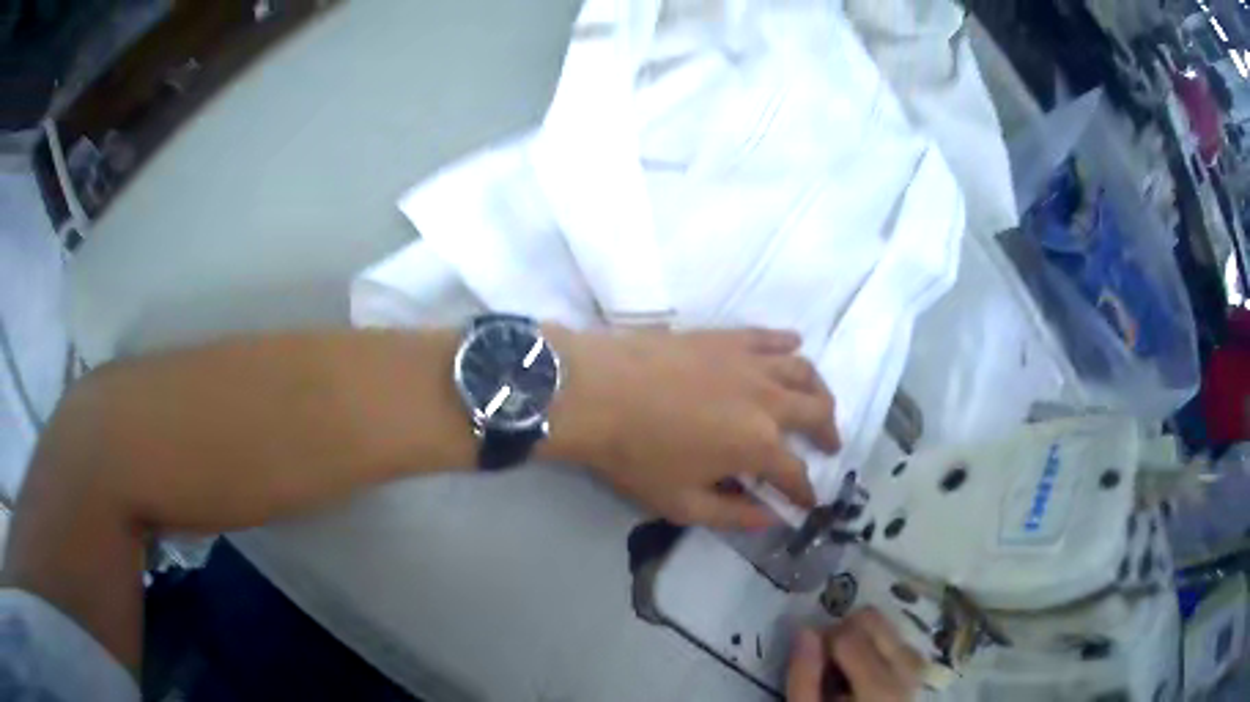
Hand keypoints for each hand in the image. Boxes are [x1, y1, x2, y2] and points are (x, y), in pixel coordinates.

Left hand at [545, 327, 837, 529]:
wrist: (593, 391)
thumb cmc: (635, 454)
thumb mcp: (681, 503)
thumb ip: (732, 515)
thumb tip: (771, 519)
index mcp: (759, 445)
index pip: (796, 473)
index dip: (806, 491)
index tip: (809, 500)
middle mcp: (768, 399)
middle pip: (816, 412)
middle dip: (828, 433)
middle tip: (828, 445)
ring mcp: (749, 362)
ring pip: (803, 370)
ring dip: (818, 389)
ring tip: (817, 402)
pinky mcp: (726, 337)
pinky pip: (770, 336)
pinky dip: (789, 342)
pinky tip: (794, 346)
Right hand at [786, 609, 925, 701]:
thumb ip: (804, 677)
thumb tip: (804, 629)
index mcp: (880, 686)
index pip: (848, 634)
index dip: (820, 640)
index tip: (809, 660)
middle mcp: (907, 669)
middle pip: (873, 619)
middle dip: (842, 631)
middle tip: (825, 662)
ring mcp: (917, 668)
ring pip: (888, 626)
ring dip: (862, 637)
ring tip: (844, 670)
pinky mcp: (919, 671)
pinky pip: (899, 640)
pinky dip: (878, 646)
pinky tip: (863, 672)